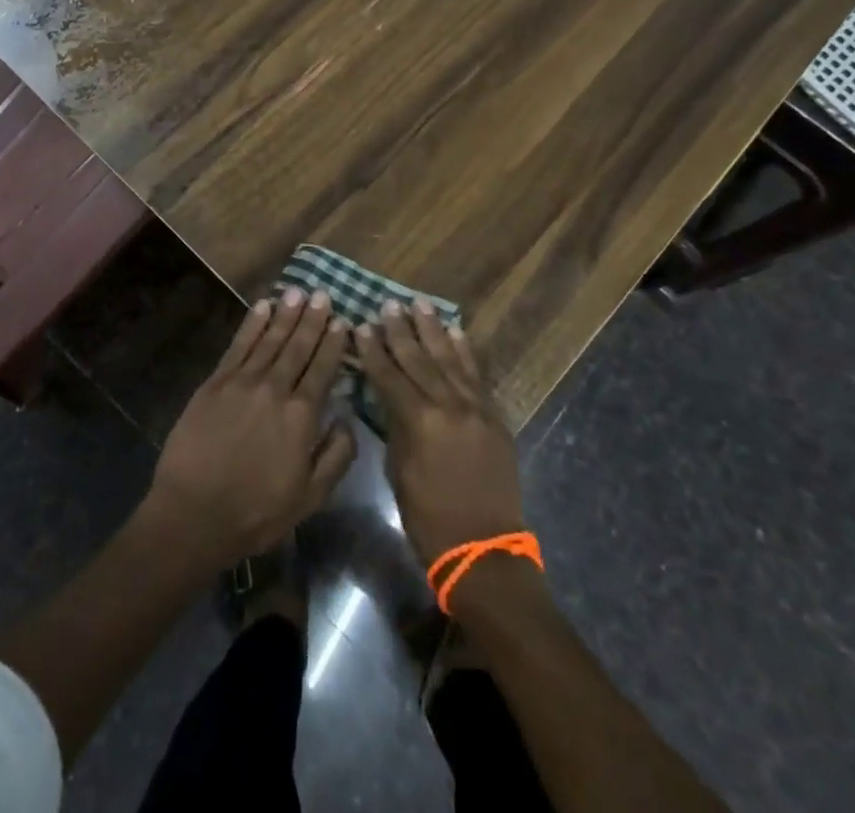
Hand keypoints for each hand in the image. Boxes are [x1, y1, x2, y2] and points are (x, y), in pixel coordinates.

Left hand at [144, 288, 356, 566]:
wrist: (194, 513)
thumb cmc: (257, 512)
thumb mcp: (310, 497)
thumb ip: (336, 455)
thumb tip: (348, 418)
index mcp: (301, 416)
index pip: (323, 369)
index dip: (334, 343)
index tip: (343, 320)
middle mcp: (274, 389)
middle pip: (297, 346)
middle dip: (312, 319)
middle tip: (323, 294)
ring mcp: (242, 382)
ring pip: (269, 339)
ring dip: (285, 314)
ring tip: (297, 291)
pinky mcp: (215, 382)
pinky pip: (238, 345)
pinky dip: (251, 324)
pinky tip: (262, 307)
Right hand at [358, 299, 525, 565]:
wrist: (484, 550)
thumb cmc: (429, 518)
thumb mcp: (399, 471)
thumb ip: (395, 426)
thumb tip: (388, 397)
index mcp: (419, 421)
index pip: (389, 375)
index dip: (373, 350)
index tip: (361, 325)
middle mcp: (448, 406)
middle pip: (419, 359)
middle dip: (400, 331)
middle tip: (387, 305)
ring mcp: (475, 408)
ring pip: (448, 359)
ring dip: (432, 330)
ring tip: (418, 304)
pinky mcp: (493, 416)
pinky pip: (476, 375)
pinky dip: (464, 351)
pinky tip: (454, 331)